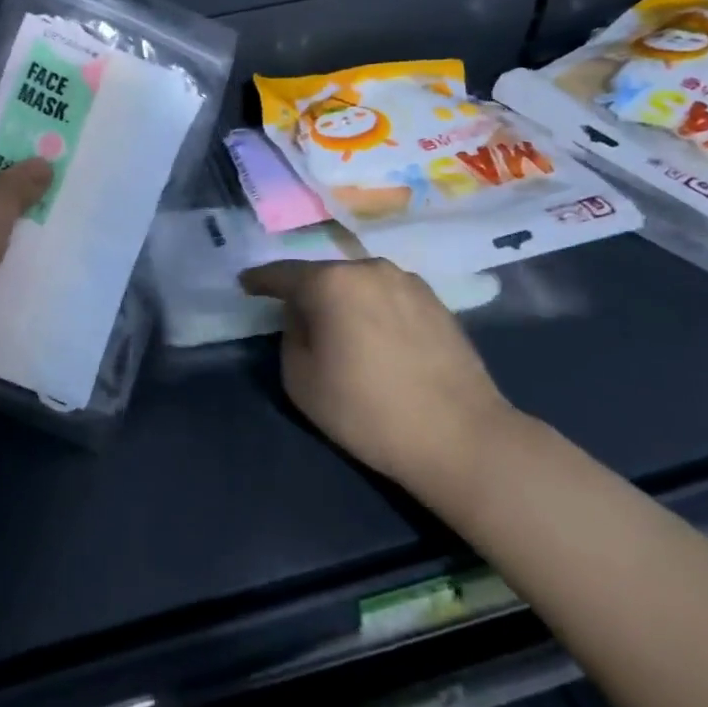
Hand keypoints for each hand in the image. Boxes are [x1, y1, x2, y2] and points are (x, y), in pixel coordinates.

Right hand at [241, 259, 515, 509]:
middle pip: (324, 276)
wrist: (461, 437)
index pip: (283, 274)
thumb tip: (306, 319)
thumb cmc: (368, 411)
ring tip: (341, 330)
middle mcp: (369, 269)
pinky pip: (388, 296)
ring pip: (359, 284)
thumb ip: (290, 336)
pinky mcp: (436, 301)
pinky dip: (373, 309)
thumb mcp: (300, 380)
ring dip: (343, 300)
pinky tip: (377, 338)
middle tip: (297, 319)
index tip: (246, 283)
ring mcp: (407, 282)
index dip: (260, 280)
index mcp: (331, 282)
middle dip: (307, 293)